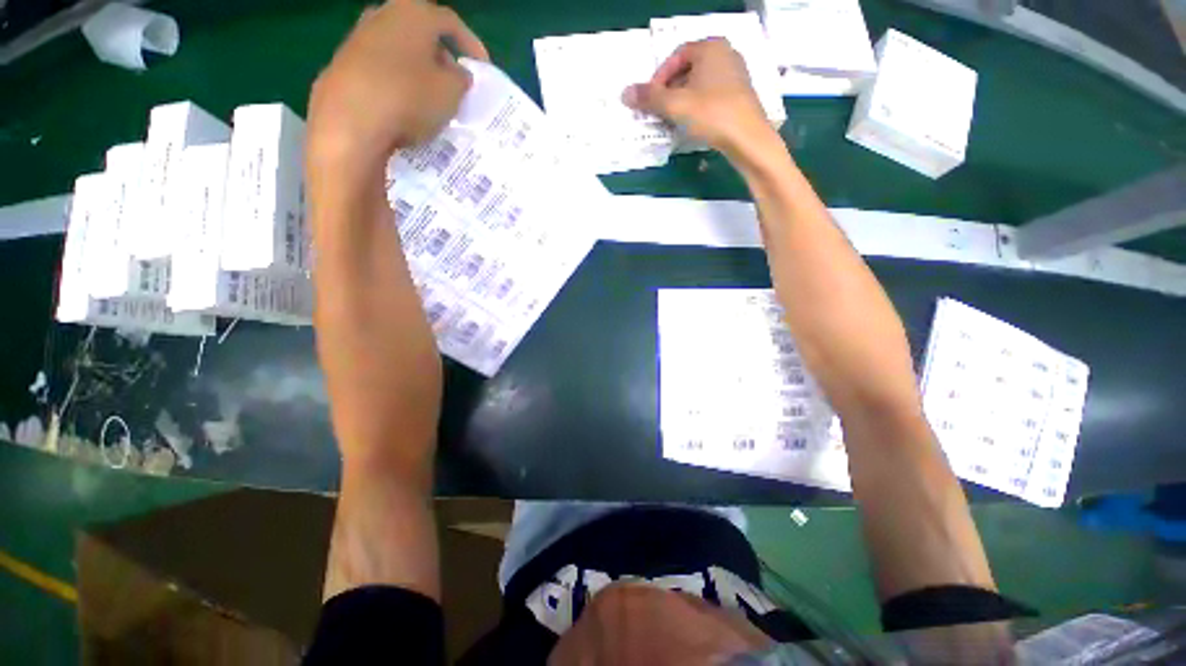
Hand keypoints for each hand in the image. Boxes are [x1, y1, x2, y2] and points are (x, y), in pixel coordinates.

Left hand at [307, 0, 488, 169]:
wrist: (350, 121)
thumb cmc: (409, 98)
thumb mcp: (452, 92)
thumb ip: (461, 79)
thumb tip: (457, 73)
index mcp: (413, 13)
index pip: (450, 22)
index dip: (471, 44)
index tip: (482, 68)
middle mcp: (382, 16)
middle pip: (420, 33)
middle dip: (441, 57)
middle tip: (455, 84)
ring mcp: (357, 39)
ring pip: (398, 52)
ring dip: (417, 72)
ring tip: (430, 100)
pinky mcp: (343, 66)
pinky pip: (381, 71)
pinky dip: (397, 84)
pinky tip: (404, 108)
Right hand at [623, 38, 770, 156]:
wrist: (748, 139)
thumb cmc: (711, 114)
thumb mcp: (675, 105)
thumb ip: (649, 98)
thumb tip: (624, 93)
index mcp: (711, 47)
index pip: (676, 56)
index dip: (658, 78)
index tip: (650, 99)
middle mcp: (725, 54)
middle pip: (687, 70)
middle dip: (669, 91)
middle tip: (658, 112)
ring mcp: (736, 75)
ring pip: (698, 85)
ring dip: (681, 101)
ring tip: (672, 121)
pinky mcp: (740, 95)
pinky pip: (711, 96)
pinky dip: (696, 107)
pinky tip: (691, 125)